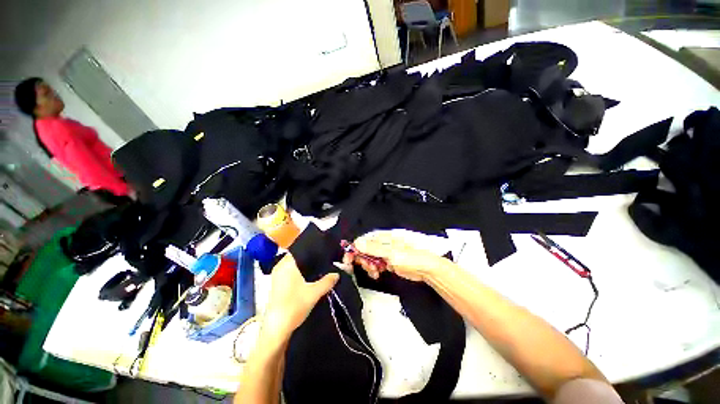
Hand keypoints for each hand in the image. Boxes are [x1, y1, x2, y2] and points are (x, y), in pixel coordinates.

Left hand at [262, 254, 338, 341]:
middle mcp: (281, 267)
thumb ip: (327, 281)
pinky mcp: (278, 284)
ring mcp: (278, 275)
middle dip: (311, 256)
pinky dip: (301, 271)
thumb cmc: (294, 306)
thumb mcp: (314, 293)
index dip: (313, 248)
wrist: (276, 329)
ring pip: (295, 264)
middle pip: (298, 256)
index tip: (324, 248)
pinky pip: (291, 271)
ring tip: (321, 264)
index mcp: (287, 264)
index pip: (300, 249)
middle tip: (325, 256)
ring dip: (306, 264)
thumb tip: (337, 273)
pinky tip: (311, 275)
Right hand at [343, 231, 447, 281]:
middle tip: (367, 267)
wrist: (426, 269)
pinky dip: (373, 270)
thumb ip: (373, 248)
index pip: (363, 241)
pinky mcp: (387, 261)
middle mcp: (382, 244)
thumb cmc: (411, 258)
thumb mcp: (391, 253)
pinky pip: (375, 265)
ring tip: (375, 271)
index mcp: (383, 238)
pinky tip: (377, 274)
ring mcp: (385, 253)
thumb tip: (357, 243)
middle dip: (362, 260)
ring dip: (368, 266)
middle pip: (364, 250)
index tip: (348, 260)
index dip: (354, 249)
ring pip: (368, 258)